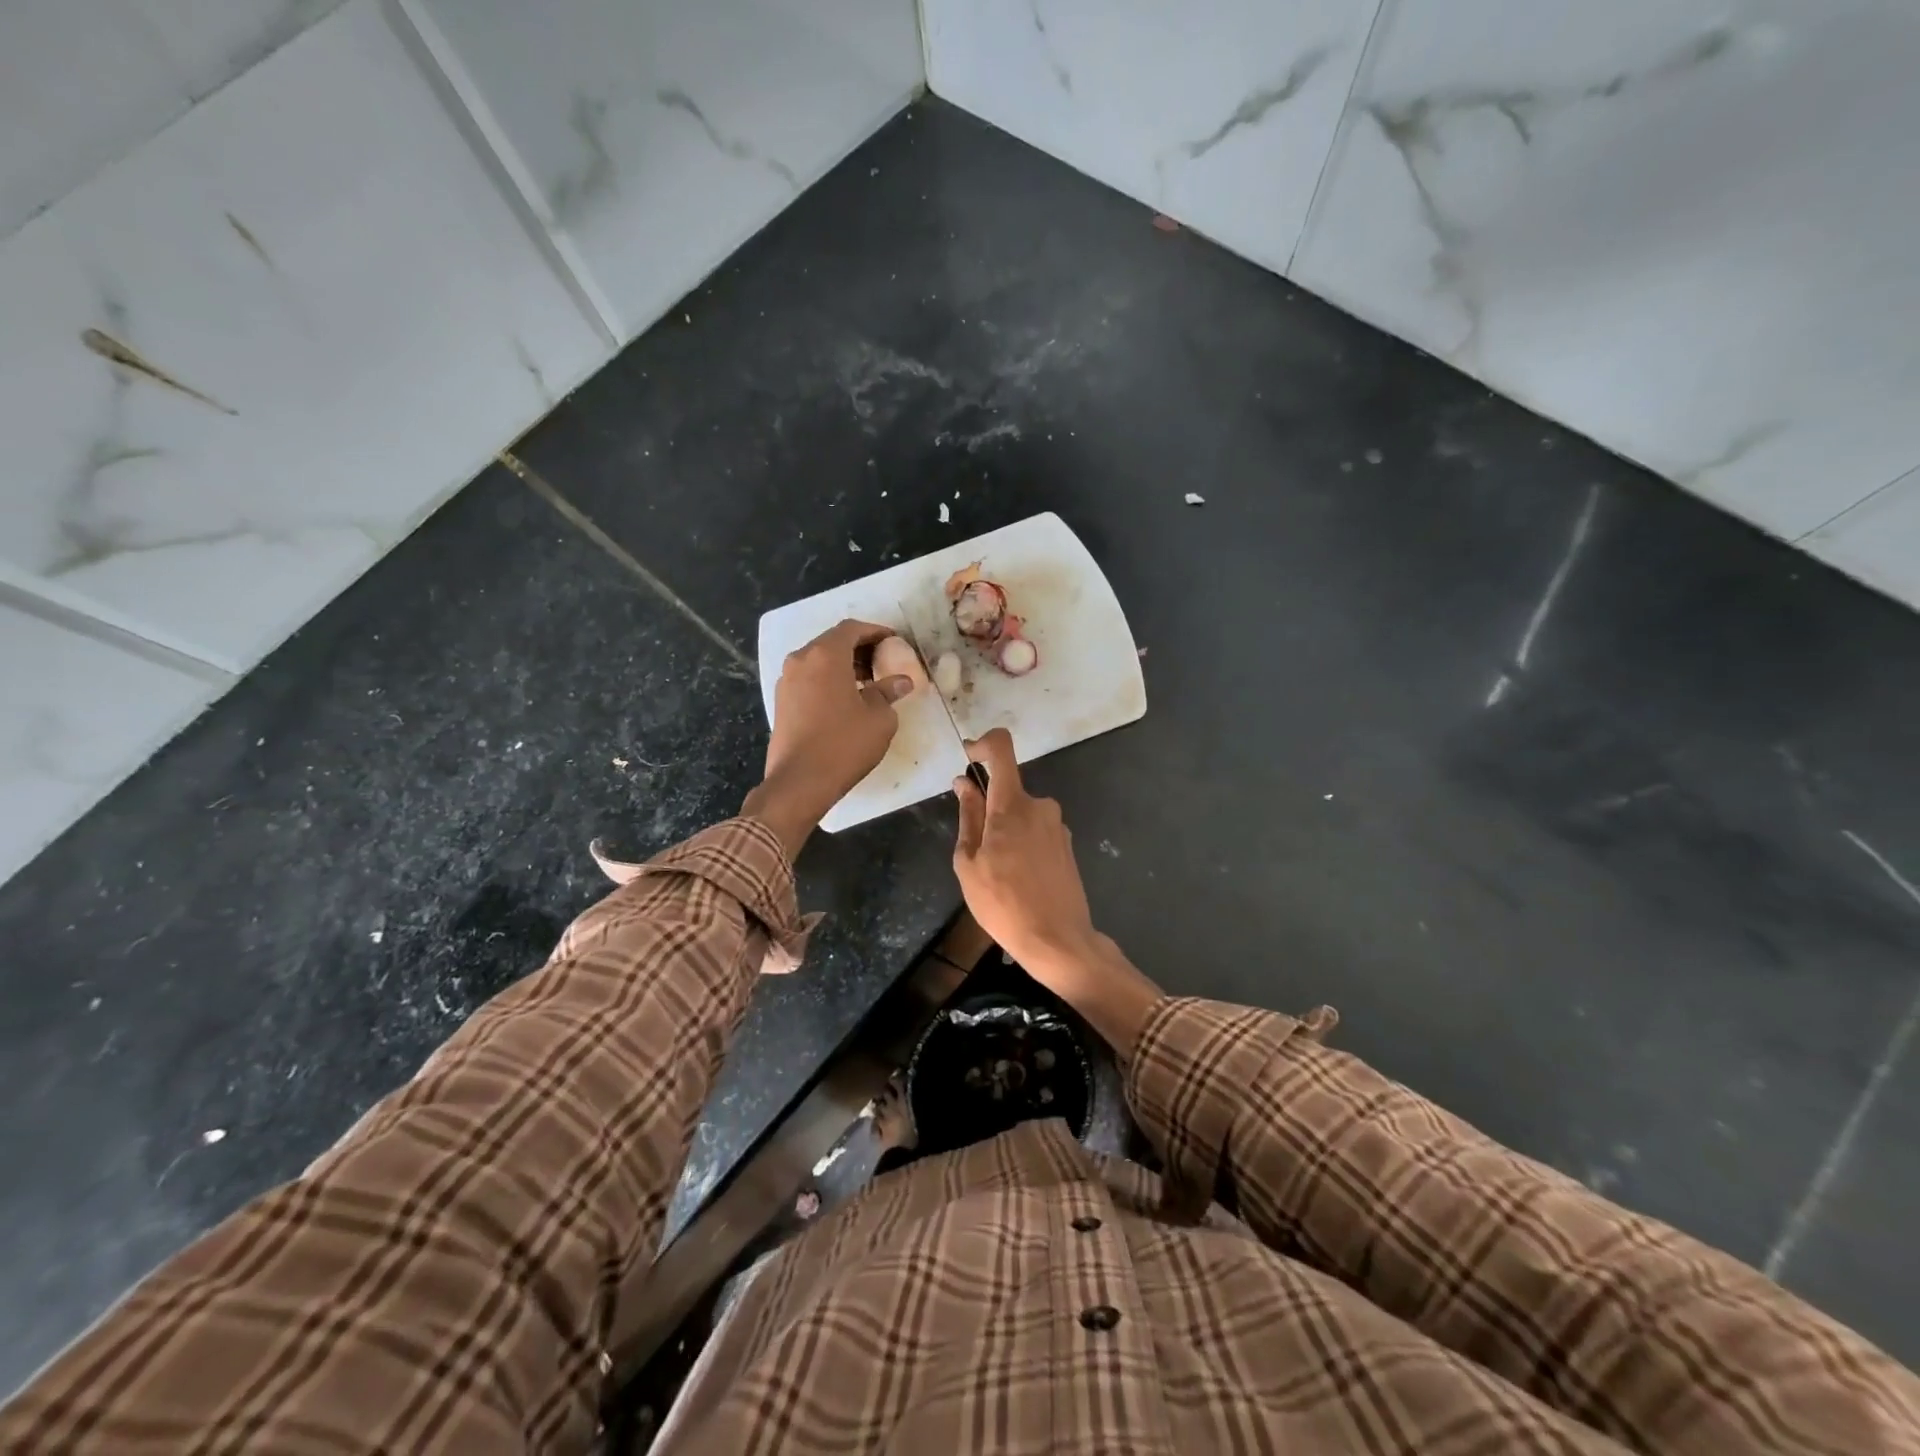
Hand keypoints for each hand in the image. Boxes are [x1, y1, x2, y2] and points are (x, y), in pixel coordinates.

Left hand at [744, 619, 914, 855]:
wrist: (799, 782)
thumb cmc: (844, 744)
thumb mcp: (879, 718)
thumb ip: (889, 692)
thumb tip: (901, 681)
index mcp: (825, 655)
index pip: (852, 629)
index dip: (875, 631)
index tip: (893, 641)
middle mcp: (801, 660)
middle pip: (832, 642)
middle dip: (859, 648)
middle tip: (883, 661)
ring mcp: (787, 681)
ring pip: (818, 660)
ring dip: (843, 665)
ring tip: (867, 682)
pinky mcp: (781, 701)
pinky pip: (809, 678)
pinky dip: (828, 679)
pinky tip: (845, 699)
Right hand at [951, 728, 1096, 971]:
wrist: (1058, 940)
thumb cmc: (1003, 903)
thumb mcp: (969, 863)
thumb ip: (968, 816)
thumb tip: (964, 784)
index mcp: (1012, 805)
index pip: (1001, 749)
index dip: (982, 744)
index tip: (968, 758)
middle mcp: (1040, 806)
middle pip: (1007, 790)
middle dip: (987, 809)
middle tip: (975, 850)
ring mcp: (1057, 826)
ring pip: (1020, 814)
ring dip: (1004, 831)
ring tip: (997, 874)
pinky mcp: (1066, 845)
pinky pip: (1036, 831)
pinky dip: (1021, 844)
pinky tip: (1017, 880)